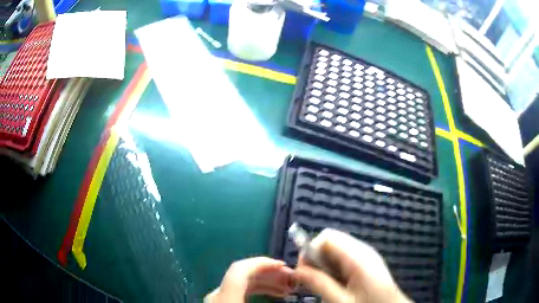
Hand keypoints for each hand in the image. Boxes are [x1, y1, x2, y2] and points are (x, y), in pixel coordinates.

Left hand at [204, 257, 294, 301]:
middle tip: (291, 277)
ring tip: (287, 286)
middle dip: (270, 273)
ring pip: (243, 282)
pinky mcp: (222, 301)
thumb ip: (269, 295)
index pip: (240, 269)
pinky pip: (240, 290)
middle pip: (244, 274)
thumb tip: (289, 288)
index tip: (283, 265)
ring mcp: (219, 297)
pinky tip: (273, 293)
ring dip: (266, 281)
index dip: (262, 262)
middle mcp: (218, 293)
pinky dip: (257, 289)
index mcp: (223, 295)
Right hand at [294, 229, 411, 302]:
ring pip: (336, 251)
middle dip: (316, 260)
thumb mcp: (341, 300)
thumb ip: (319, 283)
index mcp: (358, 256)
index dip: (310, 251)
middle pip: (331, 242)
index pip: (326, 237)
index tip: (304, 272)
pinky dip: (335, 269)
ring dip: (325, 266)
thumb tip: (298, 269)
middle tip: (313, 281)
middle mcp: (363, 250)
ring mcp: (367, 256)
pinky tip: (337, 285)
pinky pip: (344, 259)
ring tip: (326, 286)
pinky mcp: (367, 263)